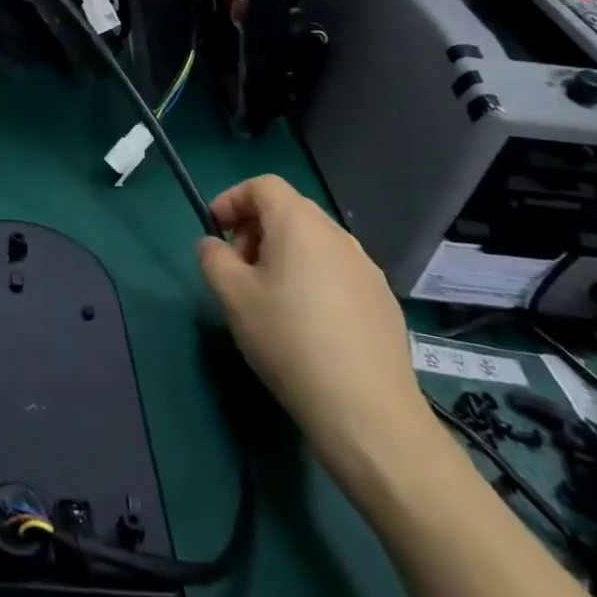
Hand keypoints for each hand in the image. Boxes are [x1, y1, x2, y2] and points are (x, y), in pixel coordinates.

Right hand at [198, 175, 435, 483]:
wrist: (367, 411)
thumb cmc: (289, 341)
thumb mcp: (232, 297)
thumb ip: (213, 259)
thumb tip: (214, 246)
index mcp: (299, 224)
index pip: (262, 185)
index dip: (232, 199)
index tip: (214, 232)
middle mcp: (338, 236)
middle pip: (289, 211)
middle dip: (255, 229)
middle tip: (237, 269)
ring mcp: (367, 268)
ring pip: (314, 243)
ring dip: (283, 255)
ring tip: (268, 299)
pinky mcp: (383, 301)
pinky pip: (337, 272)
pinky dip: (312, 279)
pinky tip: (306, 325)